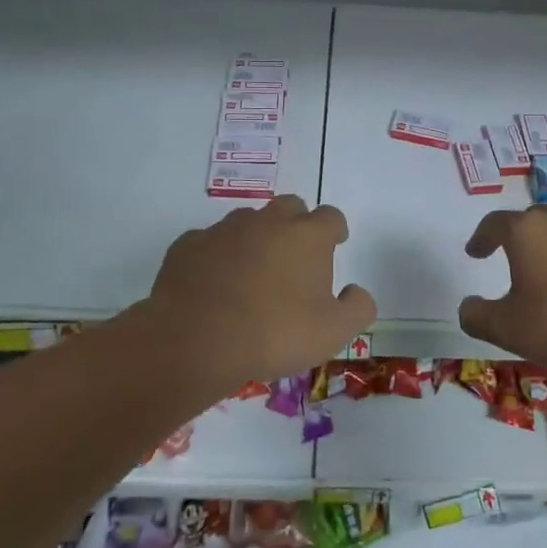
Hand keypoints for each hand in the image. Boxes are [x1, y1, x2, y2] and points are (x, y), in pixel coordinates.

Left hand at [142, 196, 375, 388]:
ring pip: (247, 221)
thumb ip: (357, 308)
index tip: (335, 243)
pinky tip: (215, 284)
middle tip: (295, 257)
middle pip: (289, 207)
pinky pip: (210, 242)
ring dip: (256, 238)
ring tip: (253, 272)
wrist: (195, 340)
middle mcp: (267, 222)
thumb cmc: (274, 333)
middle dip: (296, 224)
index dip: (335, 229)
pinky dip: (218, 256)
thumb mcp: (333, 332)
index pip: (331, 216)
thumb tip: (356, 291)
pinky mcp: (189, 245)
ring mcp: (224, 230)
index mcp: (307, 236)